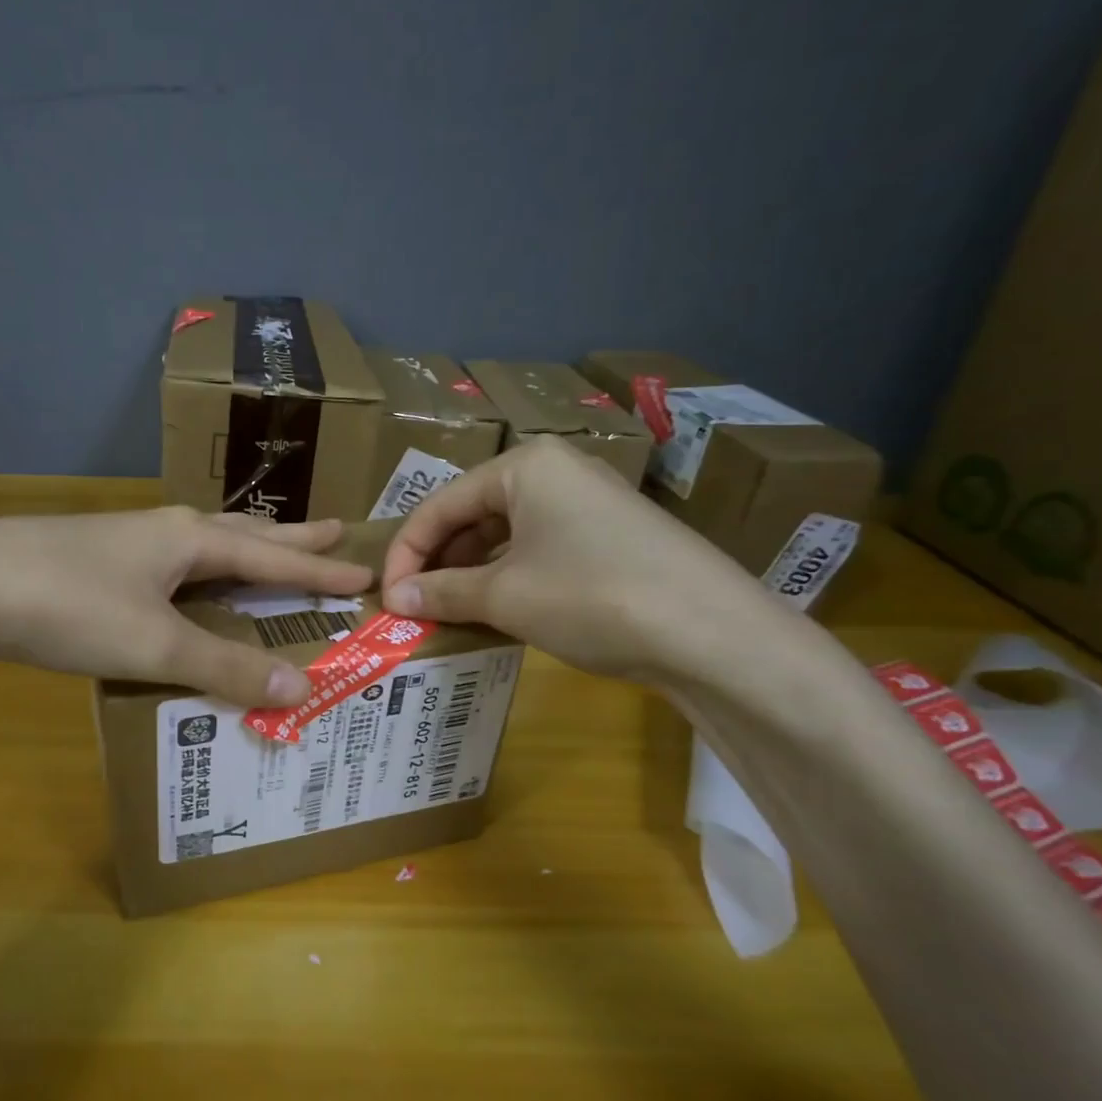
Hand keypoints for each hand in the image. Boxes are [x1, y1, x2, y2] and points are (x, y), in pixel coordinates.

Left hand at [0, 507, 372, 704]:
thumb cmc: (68, 606)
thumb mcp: (155, 643)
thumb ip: (226, 666)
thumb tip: (303, 687)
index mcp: (189, 539)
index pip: (273, 554)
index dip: (321, 568)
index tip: (366, 570)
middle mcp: (165, 531)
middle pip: (244, 533)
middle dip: (291, 539)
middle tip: (335, 533)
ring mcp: (127, 543)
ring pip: (204, 547)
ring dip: (245, 552)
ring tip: (271, 556)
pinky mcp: (96, 563)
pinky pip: (172, 568)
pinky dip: (202, 577)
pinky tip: (189, 589)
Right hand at [380, 437, 764, 677]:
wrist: (714, 634)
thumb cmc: (592, 596)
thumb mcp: (505, 596)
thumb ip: (442, 592)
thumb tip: (394, 598)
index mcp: (523, 466)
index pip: (439, 505)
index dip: (405, 553)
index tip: (386, 597)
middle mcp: (555, 471)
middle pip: (472, 514)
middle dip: (438, 562)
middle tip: (414, 606)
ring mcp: (588, 502)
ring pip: (505, 533)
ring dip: (471, 573)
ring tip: (449, 612)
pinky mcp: (611, 535)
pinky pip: (539, 548)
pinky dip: (509, 577)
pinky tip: (498, 610)